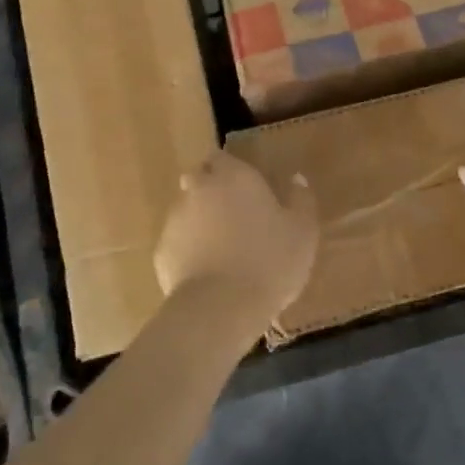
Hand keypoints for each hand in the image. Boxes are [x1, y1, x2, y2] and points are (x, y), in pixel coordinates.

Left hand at [154, 151, 319, 337]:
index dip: (230, 169)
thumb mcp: (303, 231)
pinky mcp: (161, 252)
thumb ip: (300, 199)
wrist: (222, 307)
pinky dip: (188, 251)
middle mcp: (198, 189)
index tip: (245, 187)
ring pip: (186, 211)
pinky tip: (207, 273)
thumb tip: (296, 179)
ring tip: (222, 249)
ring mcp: (175, 220)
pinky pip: (177, 244)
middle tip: (234, 215)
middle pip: (198, 179)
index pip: (220, 157)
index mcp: (233, 176)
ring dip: (200, 221)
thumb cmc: (270, 260)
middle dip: (210, 190)